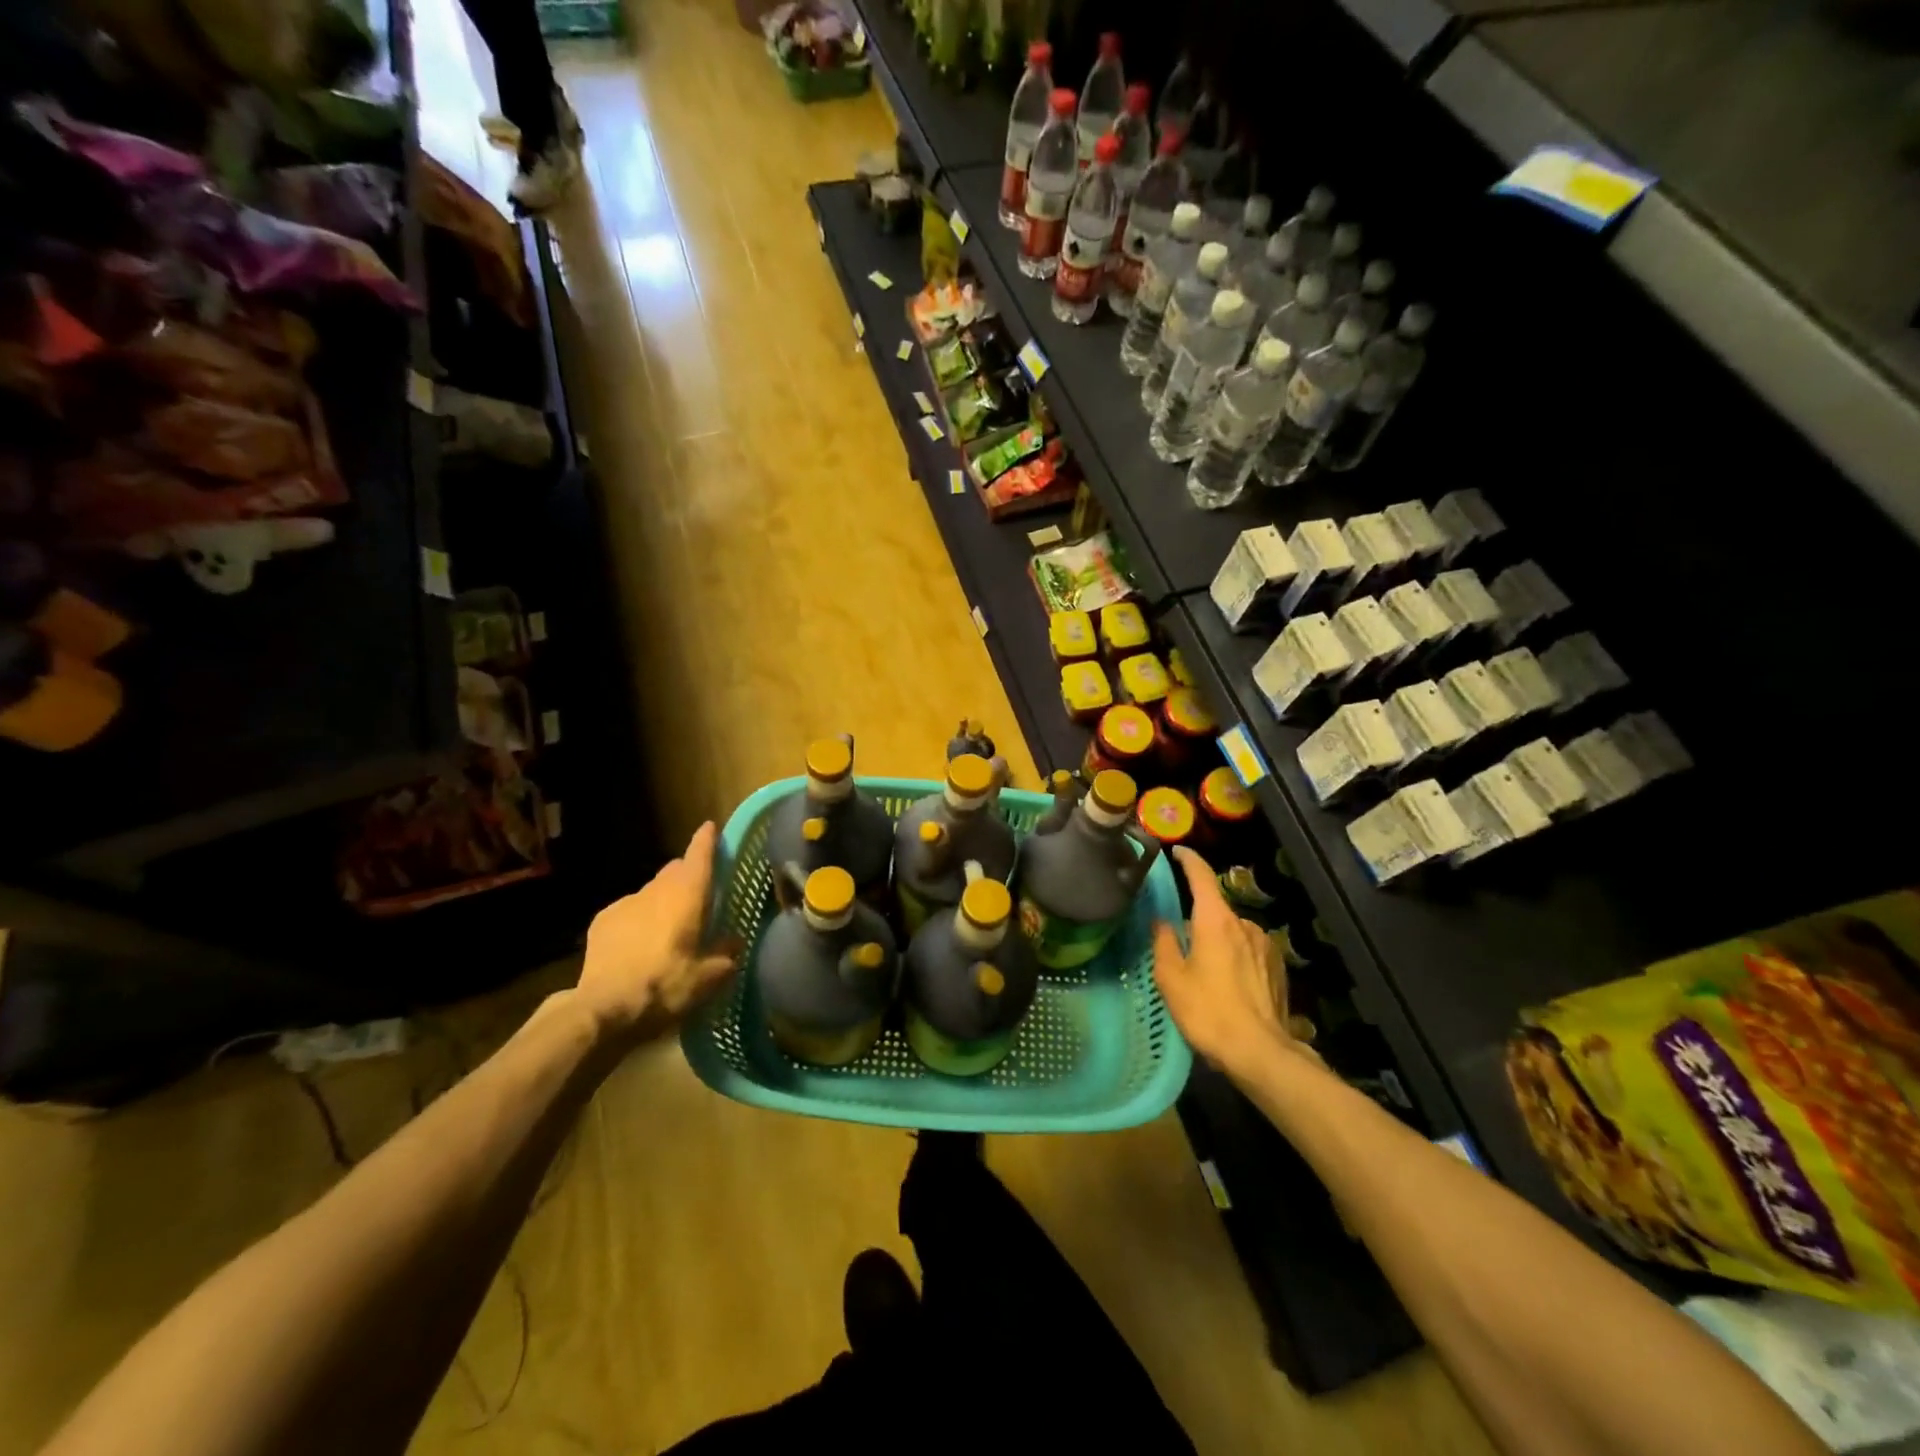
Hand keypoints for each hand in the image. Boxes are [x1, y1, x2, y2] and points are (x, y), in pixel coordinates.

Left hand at [577, 822, 740, 1043]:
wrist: (603, 1009)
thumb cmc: (666, 986)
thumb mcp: (708, 978)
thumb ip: (726, 955)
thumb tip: (734, 942)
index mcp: (687, 895)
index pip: (699, 855)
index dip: (707, 840)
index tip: (711, 827)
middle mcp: (657, 890)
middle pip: (675, 871)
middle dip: (687, 876)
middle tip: (699, 897)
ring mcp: (626, 903)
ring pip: (652, 892)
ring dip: (662, 901)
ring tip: (668, 928)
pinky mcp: (602, 921)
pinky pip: (629, 910)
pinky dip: (638, 919)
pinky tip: (639, 945)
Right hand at [1153, 847, 1298, 1080]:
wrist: (1261, 1053)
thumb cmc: (1208, 1012)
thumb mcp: (1171, 979)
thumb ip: (1164, 943)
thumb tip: (1162, 922)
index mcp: (1215, 920)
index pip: (1201, 877)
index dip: (1188, 861)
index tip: (1177, 852)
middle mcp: (1244, 924)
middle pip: (1215, 911)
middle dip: (1199, 923)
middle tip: (1182, 950)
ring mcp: (1266, 945)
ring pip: (1233, 933)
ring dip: (1219, 943)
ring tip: (1207, 976)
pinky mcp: (1278, 967)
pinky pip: (1249, 952)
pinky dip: (1236, 959)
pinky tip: (1230, 987)